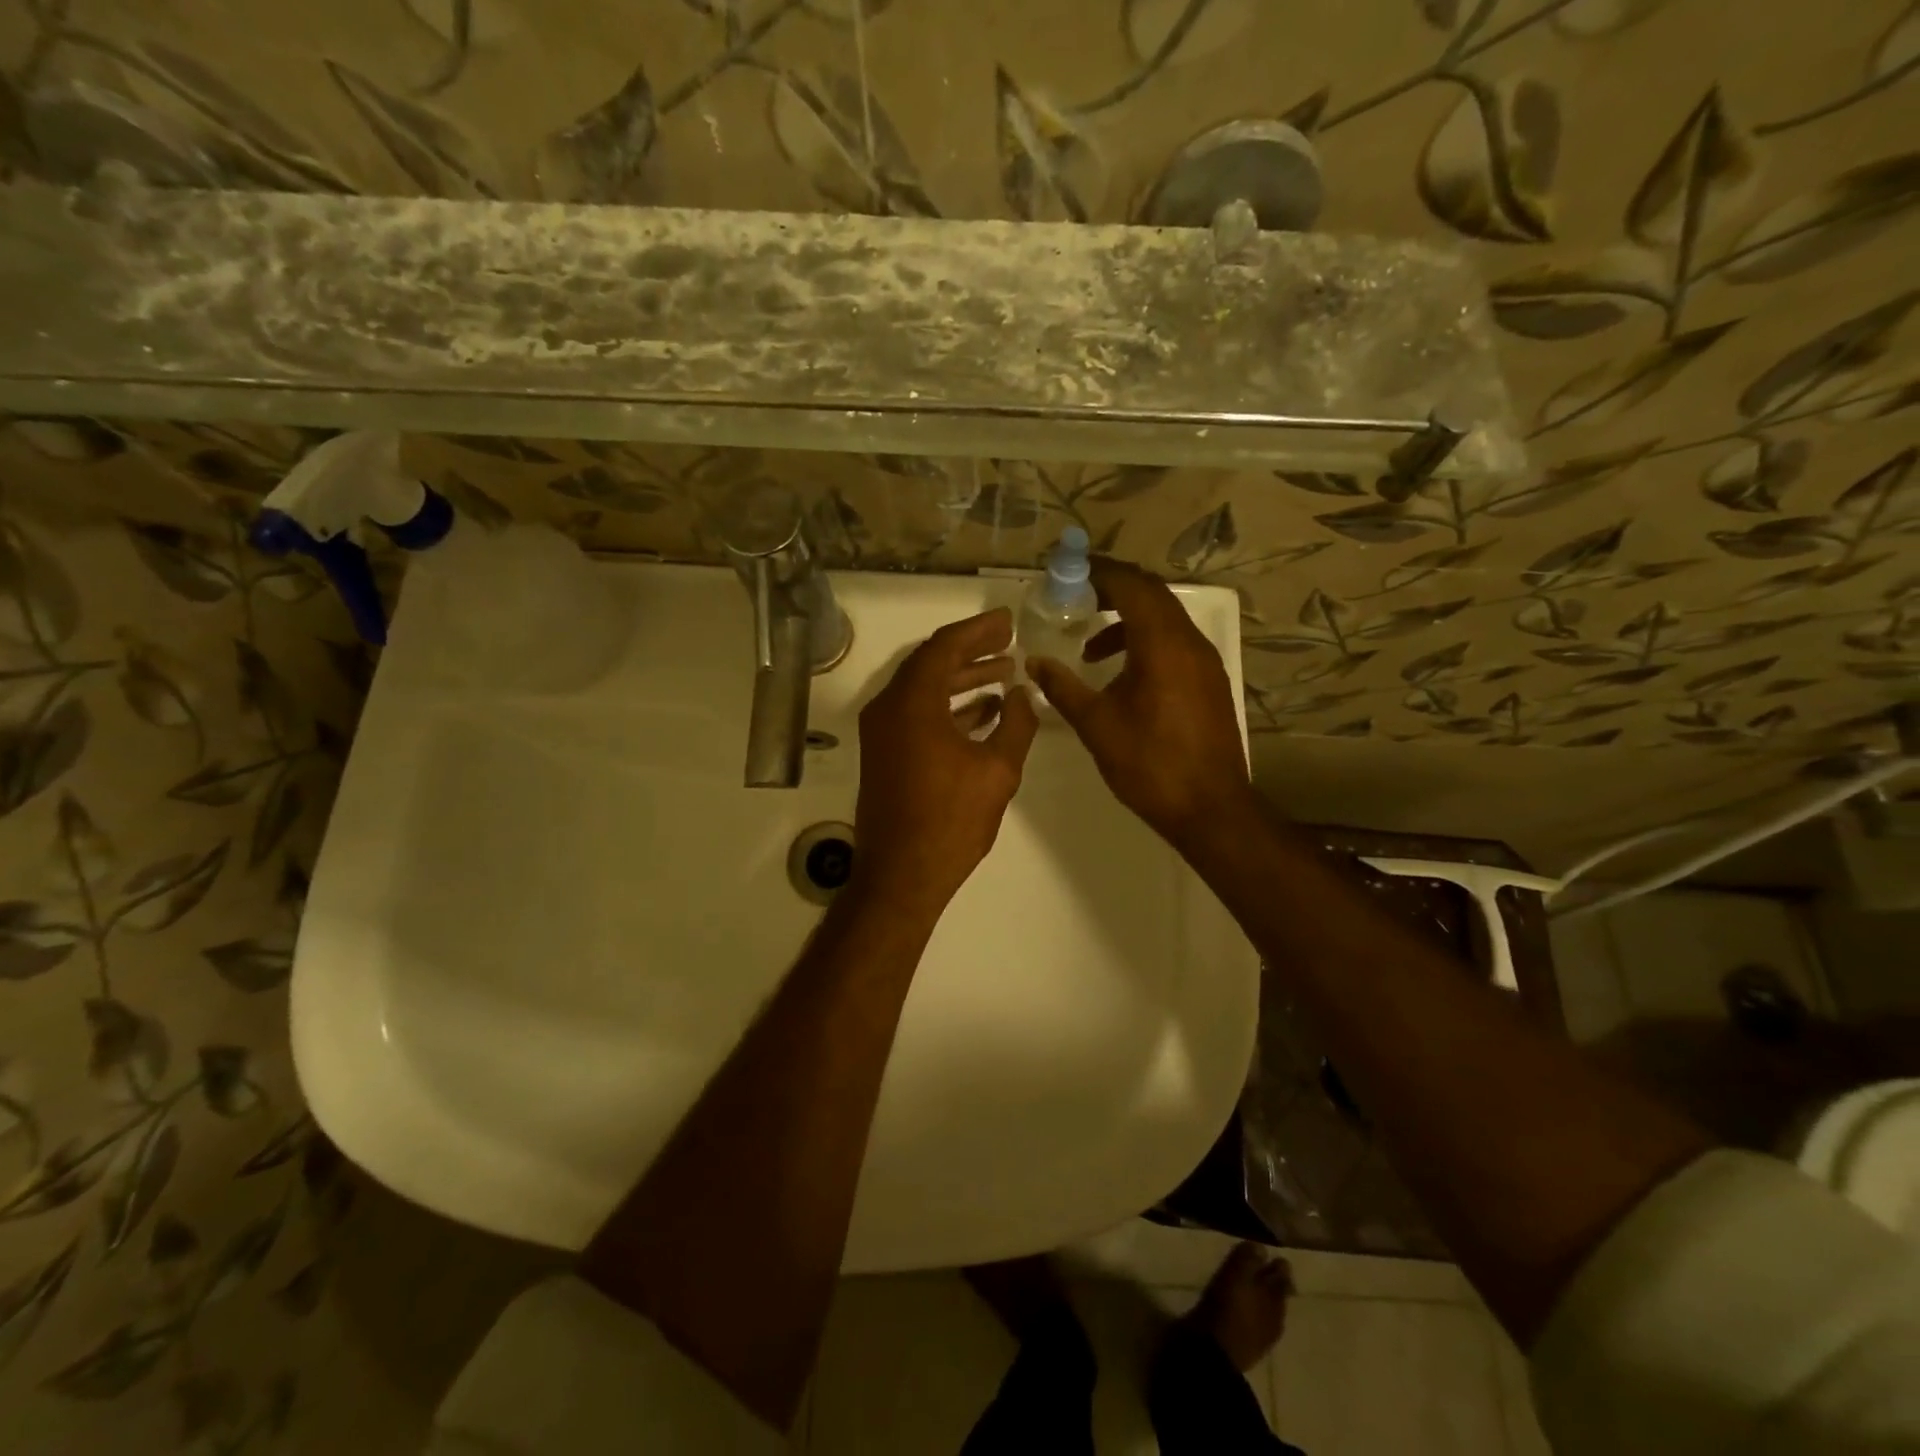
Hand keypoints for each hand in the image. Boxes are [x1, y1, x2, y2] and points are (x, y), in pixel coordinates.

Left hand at [853, 609, 1038, 915]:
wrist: (901, 875)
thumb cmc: (951, 820)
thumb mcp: (996, 769)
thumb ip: (1016, 724)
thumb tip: (1022, 694)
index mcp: (912, 703)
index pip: (945, 647)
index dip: (978, 630)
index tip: (1008, 621)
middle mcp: (889, 708)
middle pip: (931, 663)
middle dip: (972, 651)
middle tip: (1008, 641)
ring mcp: (883, 732)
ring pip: (924, 689)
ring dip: (962, 679)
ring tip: (1003, 672)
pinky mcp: (885, 753)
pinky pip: (918, 714)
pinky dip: (949, 707)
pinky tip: (984, 712)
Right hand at [1026, 558, 1252, 852]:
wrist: (1210, 808)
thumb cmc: (1149, 764)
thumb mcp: (1096, 725)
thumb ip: (1063, 687)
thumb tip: (1034, 662)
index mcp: (1162, 645)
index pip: (1131, 586)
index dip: (1099, 572)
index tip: (1068, 572)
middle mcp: (1189, 642)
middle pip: (1152, 595)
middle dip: (1112, 590)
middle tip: (1075, 597)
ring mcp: (1205, 662)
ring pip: (1165, 620)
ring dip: (1128, 620)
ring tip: (1091, 649)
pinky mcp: (1209, 682)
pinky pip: (1175, 643)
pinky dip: (1145, 642)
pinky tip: (1122, 675)